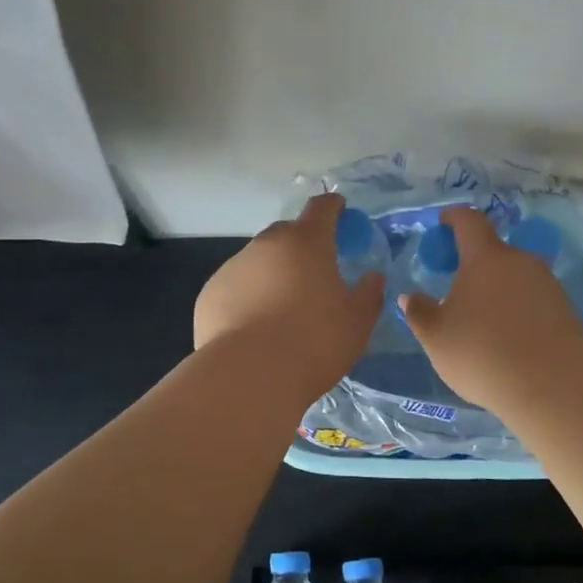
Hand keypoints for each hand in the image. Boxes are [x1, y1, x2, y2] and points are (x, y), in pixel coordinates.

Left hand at [194, 193, 385, 397]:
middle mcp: (266, 245)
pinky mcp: (209, 293)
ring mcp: (233, 267)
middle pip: (286, 233)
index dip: (333, 206)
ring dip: (272, 273)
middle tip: (314, 272)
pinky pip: (236, 287)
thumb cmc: (314, 342)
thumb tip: (372, 277)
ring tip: (281, 308)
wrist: (249, 376)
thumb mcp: (357, 321)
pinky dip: (247, 297)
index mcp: (307, 243)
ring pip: (258, 261)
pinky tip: (254, 327)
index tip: (339, 210)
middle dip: (301, 244)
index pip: (321, 208)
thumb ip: (369, 293)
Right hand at [398, 205, 582, 411]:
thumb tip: (409, 297)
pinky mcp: (565, 309)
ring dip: (497, 291)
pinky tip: (509, 339)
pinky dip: (517, 310)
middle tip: (457, 291)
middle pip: (494, 252)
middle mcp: (520, 261)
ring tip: (483, 322)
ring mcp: (547, 284)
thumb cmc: (483, 352)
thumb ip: (420, 313)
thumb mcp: (437, 338)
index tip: (443, 222)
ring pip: (515, 277)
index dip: (454, 218)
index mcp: (485, 257)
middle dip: (474, 265)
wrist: (553, 384)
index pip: (469, 221)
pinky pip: (533, 300)